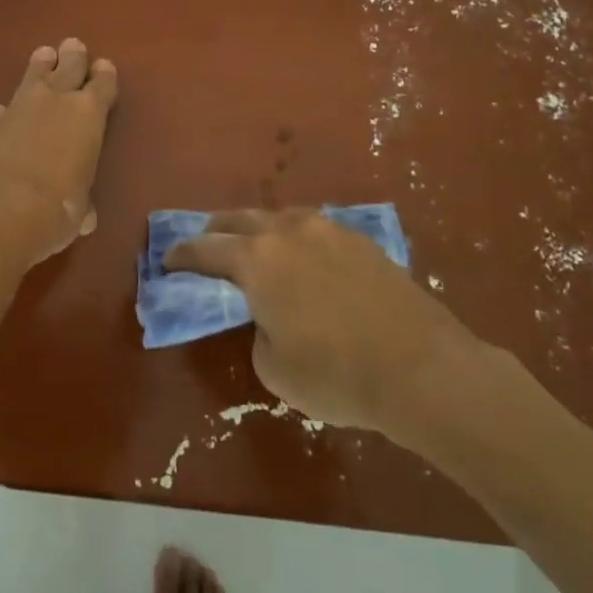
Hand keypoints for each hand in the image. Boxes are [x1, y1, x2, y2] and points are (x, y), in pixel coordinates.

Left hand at [0, 38, 118, 277]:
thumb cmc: (54, 210)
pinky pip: (4, 108)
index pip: (102, 85)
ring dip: (40, 66)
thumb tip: (83, 215)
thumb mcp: (79, 212)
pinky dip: (8, 109)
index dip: (104, 75)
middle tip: (74, 46)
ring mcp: (18, 108)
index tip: (104, 66)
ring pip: (33, 75)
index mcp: (88, 115)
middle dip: (73, 57)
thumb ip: (82, 203)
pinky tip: (4, 111)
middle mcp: (55, 101)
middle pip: (68, 67)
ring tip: (44, 54)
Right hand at [166, 208, 487, 435]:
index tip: (168, 261)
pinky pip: (312, 229)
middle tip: (205, 248)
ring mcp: (327, 230)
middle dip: (214, 232)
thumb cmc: (338, 375)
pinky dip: (294, 239)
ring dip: (257, 231)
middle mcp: (287, 231)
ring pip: (278, 217)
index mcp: (257, 260)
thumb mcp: (274, 369)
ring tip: (255, 249)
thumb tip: (269, 317)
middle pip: (237, 219)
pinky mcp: (360, 240)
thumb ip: (258, 332)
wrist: (424, 368)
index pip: (204, 249)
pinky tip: (303, 259)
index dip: (181, 256)